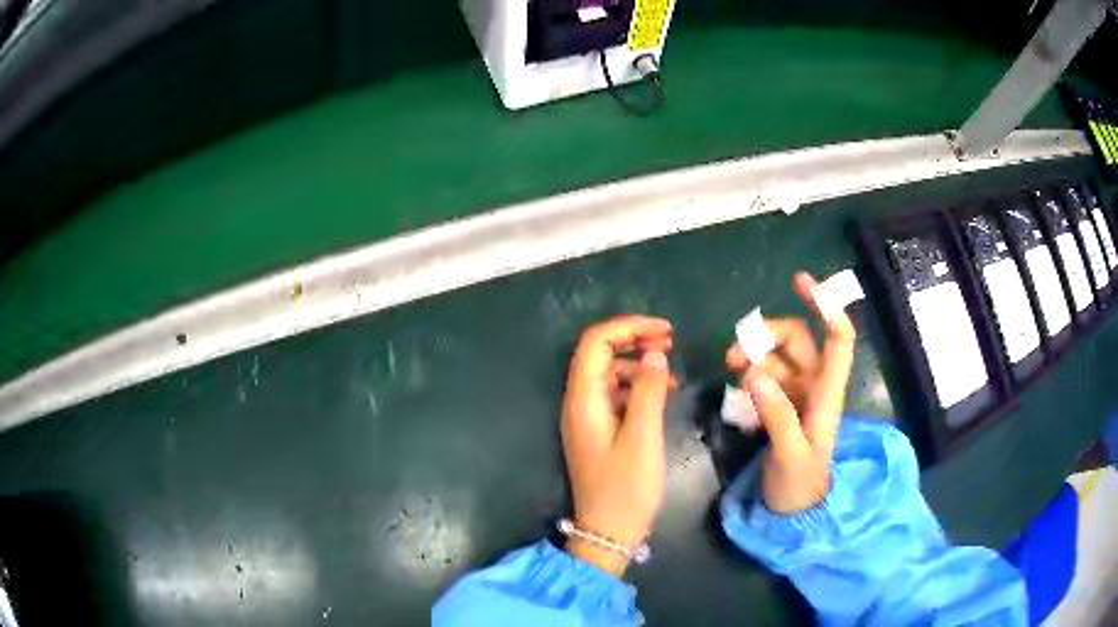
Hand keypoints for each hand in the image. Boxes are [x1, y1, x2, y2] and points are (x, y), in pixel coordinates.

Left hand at [561, 316, 675, 575]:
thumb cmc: (626, 488)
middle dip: (634, 340)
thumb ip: (649, 391)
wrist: (609, 531)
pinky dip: (638, 387)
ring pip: (610, 373)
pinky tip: (664, 393)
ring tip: (672, 371)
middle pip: (600, 354)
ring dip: (639, 364)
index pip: (596, 343)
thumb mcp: (643, 437)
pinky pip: (616, 395)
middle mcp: (579, 402)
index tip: (664, 330)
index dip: (628, 327)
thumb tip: (655, 355)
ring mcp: (588, 416)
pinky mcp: (599, 429)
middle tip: (670, 341)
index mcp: (583, 399)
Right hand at [726, 272, 856, 513]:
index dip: (827, 307)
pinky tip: (737, 385)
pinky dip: (750, 372)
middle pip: (797, 340)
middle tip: (734, 353)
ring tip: (730, 366)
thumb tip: (754, 372)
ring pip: (777, 356)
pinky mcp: (781, 405)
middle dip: (767, 335)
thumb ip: (776, 416)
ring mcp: (797, 394)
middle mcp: (815, 386)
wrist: (794, 510)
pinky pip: (765, 375)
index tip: (800, 282)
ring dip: (753, 354)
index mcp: (827, 394)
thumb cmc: (800, 485)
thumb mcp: (790, 455)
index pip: (839, 340)